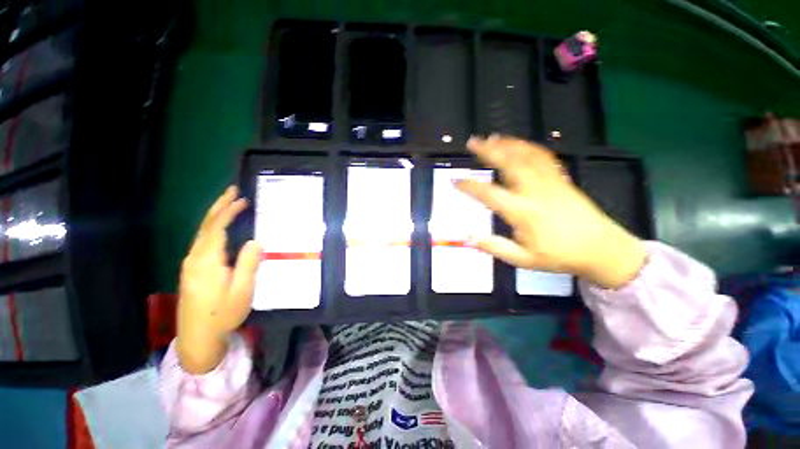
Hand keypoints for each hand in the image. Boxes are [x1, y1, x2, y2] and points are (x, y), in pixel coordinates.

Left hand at [177, 186, 261, 373]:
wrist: (197, 338)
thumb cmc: (223, 314)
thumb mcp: (242, 291)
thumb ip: (248, 264)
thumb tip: (255, 240)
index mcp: (207, 262)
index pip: (216, 228)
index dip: (228, 211)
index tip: (242, 199)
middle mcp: (194, 258)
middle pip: (205, 226)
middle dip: (219, 206)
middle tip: (232, 191)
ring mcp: (191, 265)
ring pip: (202, 233)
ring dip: (215, 216)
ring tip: (230, 204)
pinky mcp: (192, 270)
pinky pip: (203, 242)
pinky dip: (213, 228)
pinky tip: (221, 228)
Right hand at [456, 135, 646, 288]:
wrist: (602, 249)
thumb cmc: (560, 256)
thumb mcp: (523, 260)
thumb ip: (494, 247)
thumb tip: (468, 237)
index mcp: (524, 212)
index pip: (490, 194)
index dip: (470, 186)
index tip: (455, 181)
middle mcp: (535, 192)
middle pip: (510, 163)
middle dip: (488, 151)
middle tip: (472, 142)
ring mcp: (551, 182)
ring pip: (527, 155)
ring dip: (507, 144)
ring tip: (491, 138)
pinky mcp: (561, 179)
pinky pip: (543, 157)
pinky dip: (528, 147)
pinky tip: (518, 144)